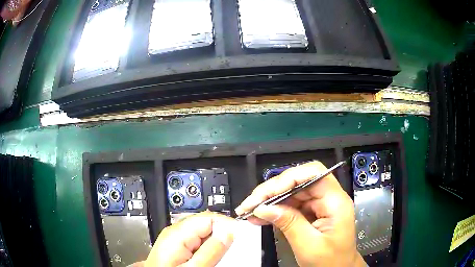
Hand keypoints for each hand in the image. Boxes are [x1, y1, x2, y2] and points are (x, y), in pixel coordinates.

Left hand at [143, 211, 233, 266]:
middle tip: (229, 251)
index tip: (238, 237)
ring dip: (214, 242)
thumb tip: (228, 232)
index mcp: (177, 233)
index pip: (209, 217)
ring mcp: (174, 238)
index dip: (226, 225)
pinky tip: (207, 258)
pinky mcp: (176, 245)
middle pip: (206, 223)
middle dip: (221, 235)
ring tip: (218, 257)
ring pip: (203, 233)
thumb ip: (211, 250)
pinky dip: (206, 247)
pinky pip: (196, 240)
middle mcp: (174, 231)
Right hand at [235, 161, 365, 266]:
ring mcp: (320, 204)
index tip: (266, 193)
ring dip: (269, 200)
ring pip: (291, 192)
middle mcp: (329, 198)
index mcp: (336, 202)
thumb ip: (289, 224)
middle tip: (250, 203)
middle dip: (272, 191)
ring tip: (249, 210)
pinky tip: (260, 217)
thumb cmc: (330, 261)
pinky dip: (274, 210)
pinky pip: (291, 204)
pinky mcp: (312, 212)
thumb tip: (263, 208)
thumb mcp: (309, 246)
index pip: (313, 174)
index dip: (288, 178)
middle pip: (298, 181)